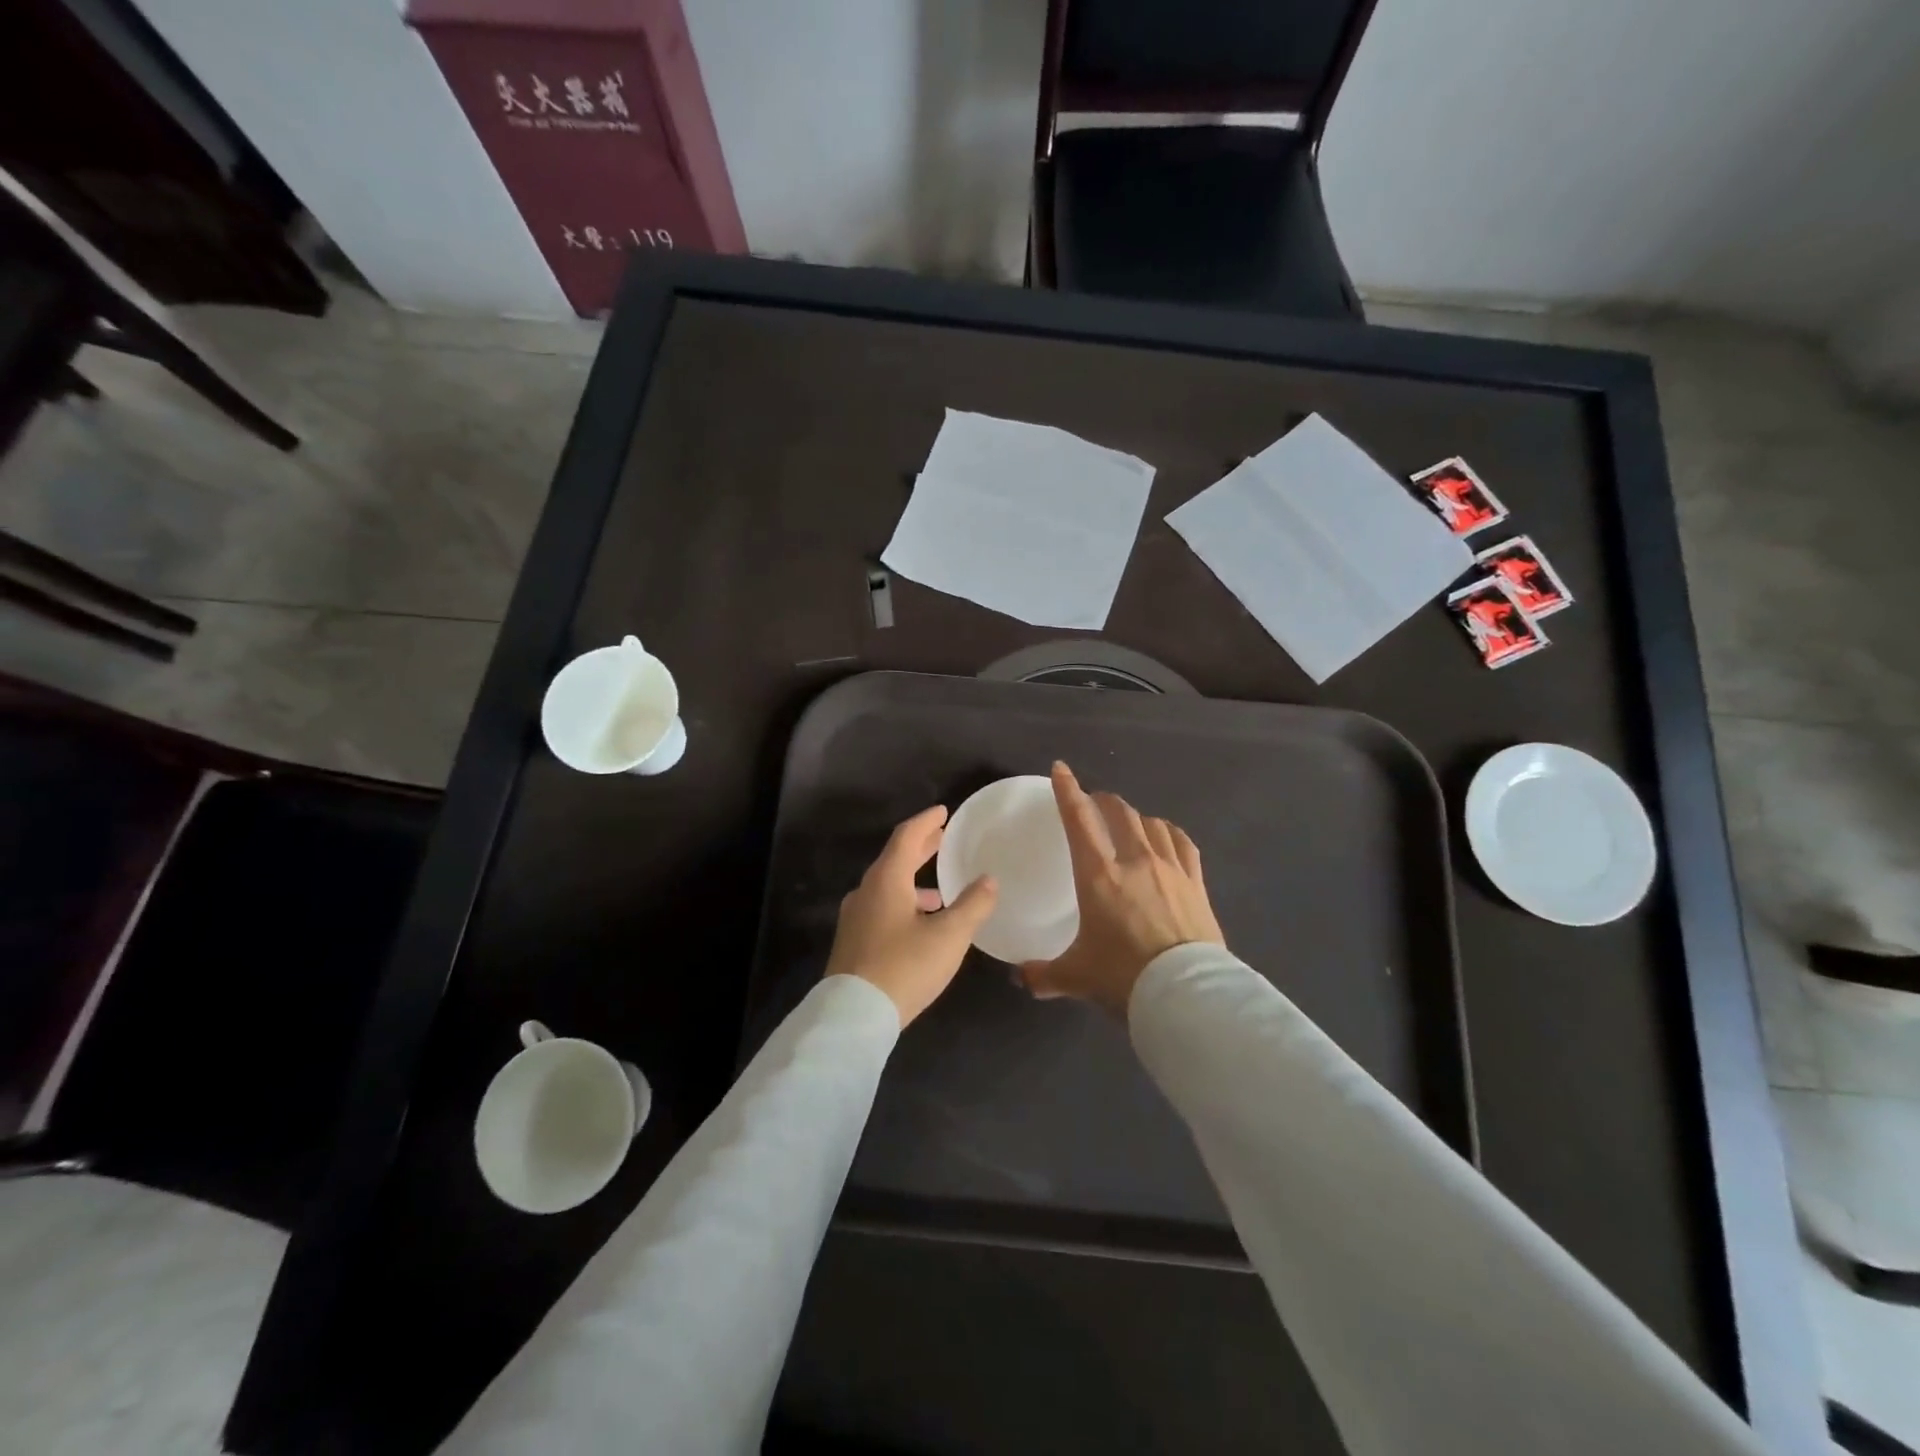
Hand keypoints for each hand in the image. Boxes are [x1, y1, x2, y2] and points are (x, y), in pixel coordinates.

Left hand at [825, 805, 997, 1026]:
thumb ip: (972, 905)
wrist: (853, 1016)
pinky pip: (882, 907)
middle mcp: (866, 891)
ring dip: (914, 881)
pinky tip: (922, 926)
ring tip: (941, 891)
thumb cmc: (904, 967)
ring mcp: (856, 917)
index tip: (944, 812)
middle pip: (895, 859)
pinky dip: (905, 903)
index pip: (906, 836)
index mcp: (886, 880)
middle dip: (921, 848)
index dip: (926, 822)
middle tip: (943, 838)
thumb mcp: (949, 936)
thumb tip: (989, 880)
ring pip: (888, 886)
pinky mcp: (853, 941)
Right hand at [1019, 762, 1224, 1017]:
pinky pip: (1182, 843)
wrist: (1185, 993)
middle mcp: (1135, 861)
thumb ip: (1044, 974)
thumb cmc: (1123, 977)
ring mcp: (1170, 869)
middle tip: (1094, 802)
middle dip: (1103, 800)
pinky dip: (1169, 833)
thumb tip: (1021, 978)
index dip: (1067, 791)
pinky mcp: (1196, 883)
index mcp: (1099, 875)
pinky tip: (1166, 836)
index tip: (1061, 770)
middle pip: (1119, 813)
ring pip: (1152, 824)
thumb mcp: (1076, 977)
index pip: (1079, 821)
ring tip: (1129, 821)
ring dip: (1136, 816)